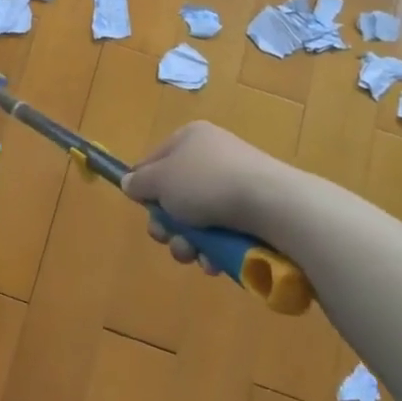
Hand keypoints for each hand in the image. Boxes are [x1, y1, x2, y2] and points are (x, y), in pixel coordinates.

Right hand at [122, 121, 286, 269]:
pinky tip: (215, 261)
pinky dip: (215, 248)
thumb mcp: (160, 180)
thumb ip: (139, 182)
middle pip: (175, 194)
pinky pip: (223, 231)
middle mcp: (213, 156)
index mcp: (190, 138)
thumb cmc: (206, 184)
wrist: (272, 204)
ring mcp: (236, 183)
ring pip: (198, 218)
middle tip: (168, 238)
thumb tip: (130, 182)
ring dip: (189, 242)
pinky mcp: (255, 211)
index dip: (145, 187)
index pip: (154, 160)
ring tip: (194, 255)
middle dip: (168, 224)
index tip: (144, 209)